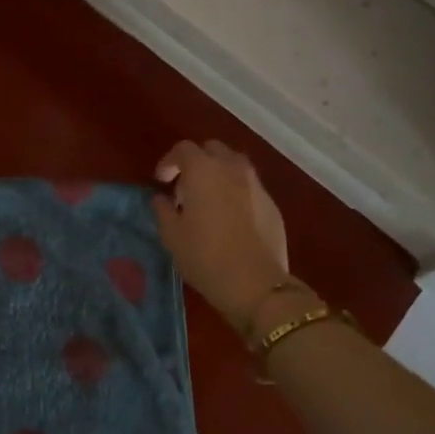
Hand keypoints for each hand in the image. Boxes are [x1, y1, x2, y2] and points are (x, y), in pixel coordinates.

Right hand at [151, 140, 290, 331]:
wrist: (255, 284)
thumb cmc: (205, 256)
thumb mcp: (172, 236)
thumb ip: (163, 211)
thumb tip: (161, 199)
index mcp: (204, 171)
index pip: (183, 149)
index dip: (169, 162)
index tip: (161, 181)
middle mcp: (232, 169)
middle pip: (213, 149)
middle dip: (197, 161)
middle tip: (186, 187)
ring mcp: (257, 185)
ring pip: (235, 165)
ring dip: (219, 174)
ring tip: (209, 200)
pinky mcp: (272, 205)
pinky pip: (250, 187)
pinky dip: (236, 192)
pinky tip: (231, 219)